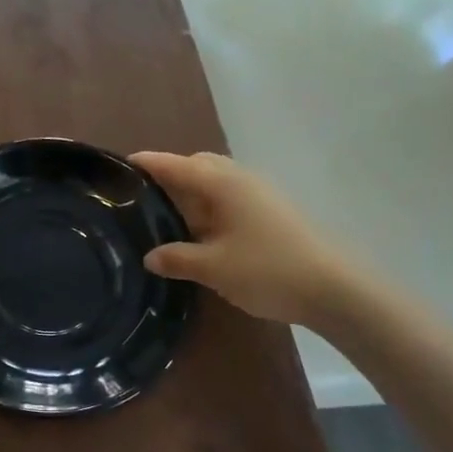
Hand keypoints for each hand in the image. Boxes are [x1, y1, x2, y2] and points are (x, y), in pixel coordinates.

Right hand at [129, 151, 348, 326]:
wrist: (332, 288)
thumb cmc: (267, 270)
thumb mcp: (213, 268)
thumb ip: (177, 258)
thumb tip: (149, 257)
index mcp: (222, 184)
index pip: (175, 165)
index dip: (147, 163)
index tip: (120, 165)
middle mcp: (240, 180)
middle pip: (197, 166)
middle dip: (170, 177)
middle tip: (142, 200)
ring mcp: (259, 194)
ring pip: (215, 183)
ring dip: (190, 195)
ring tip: (166, 219)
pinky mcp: (270, 212)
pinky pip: (228, 199)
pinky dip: (208, 208)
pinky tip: (199, 234)